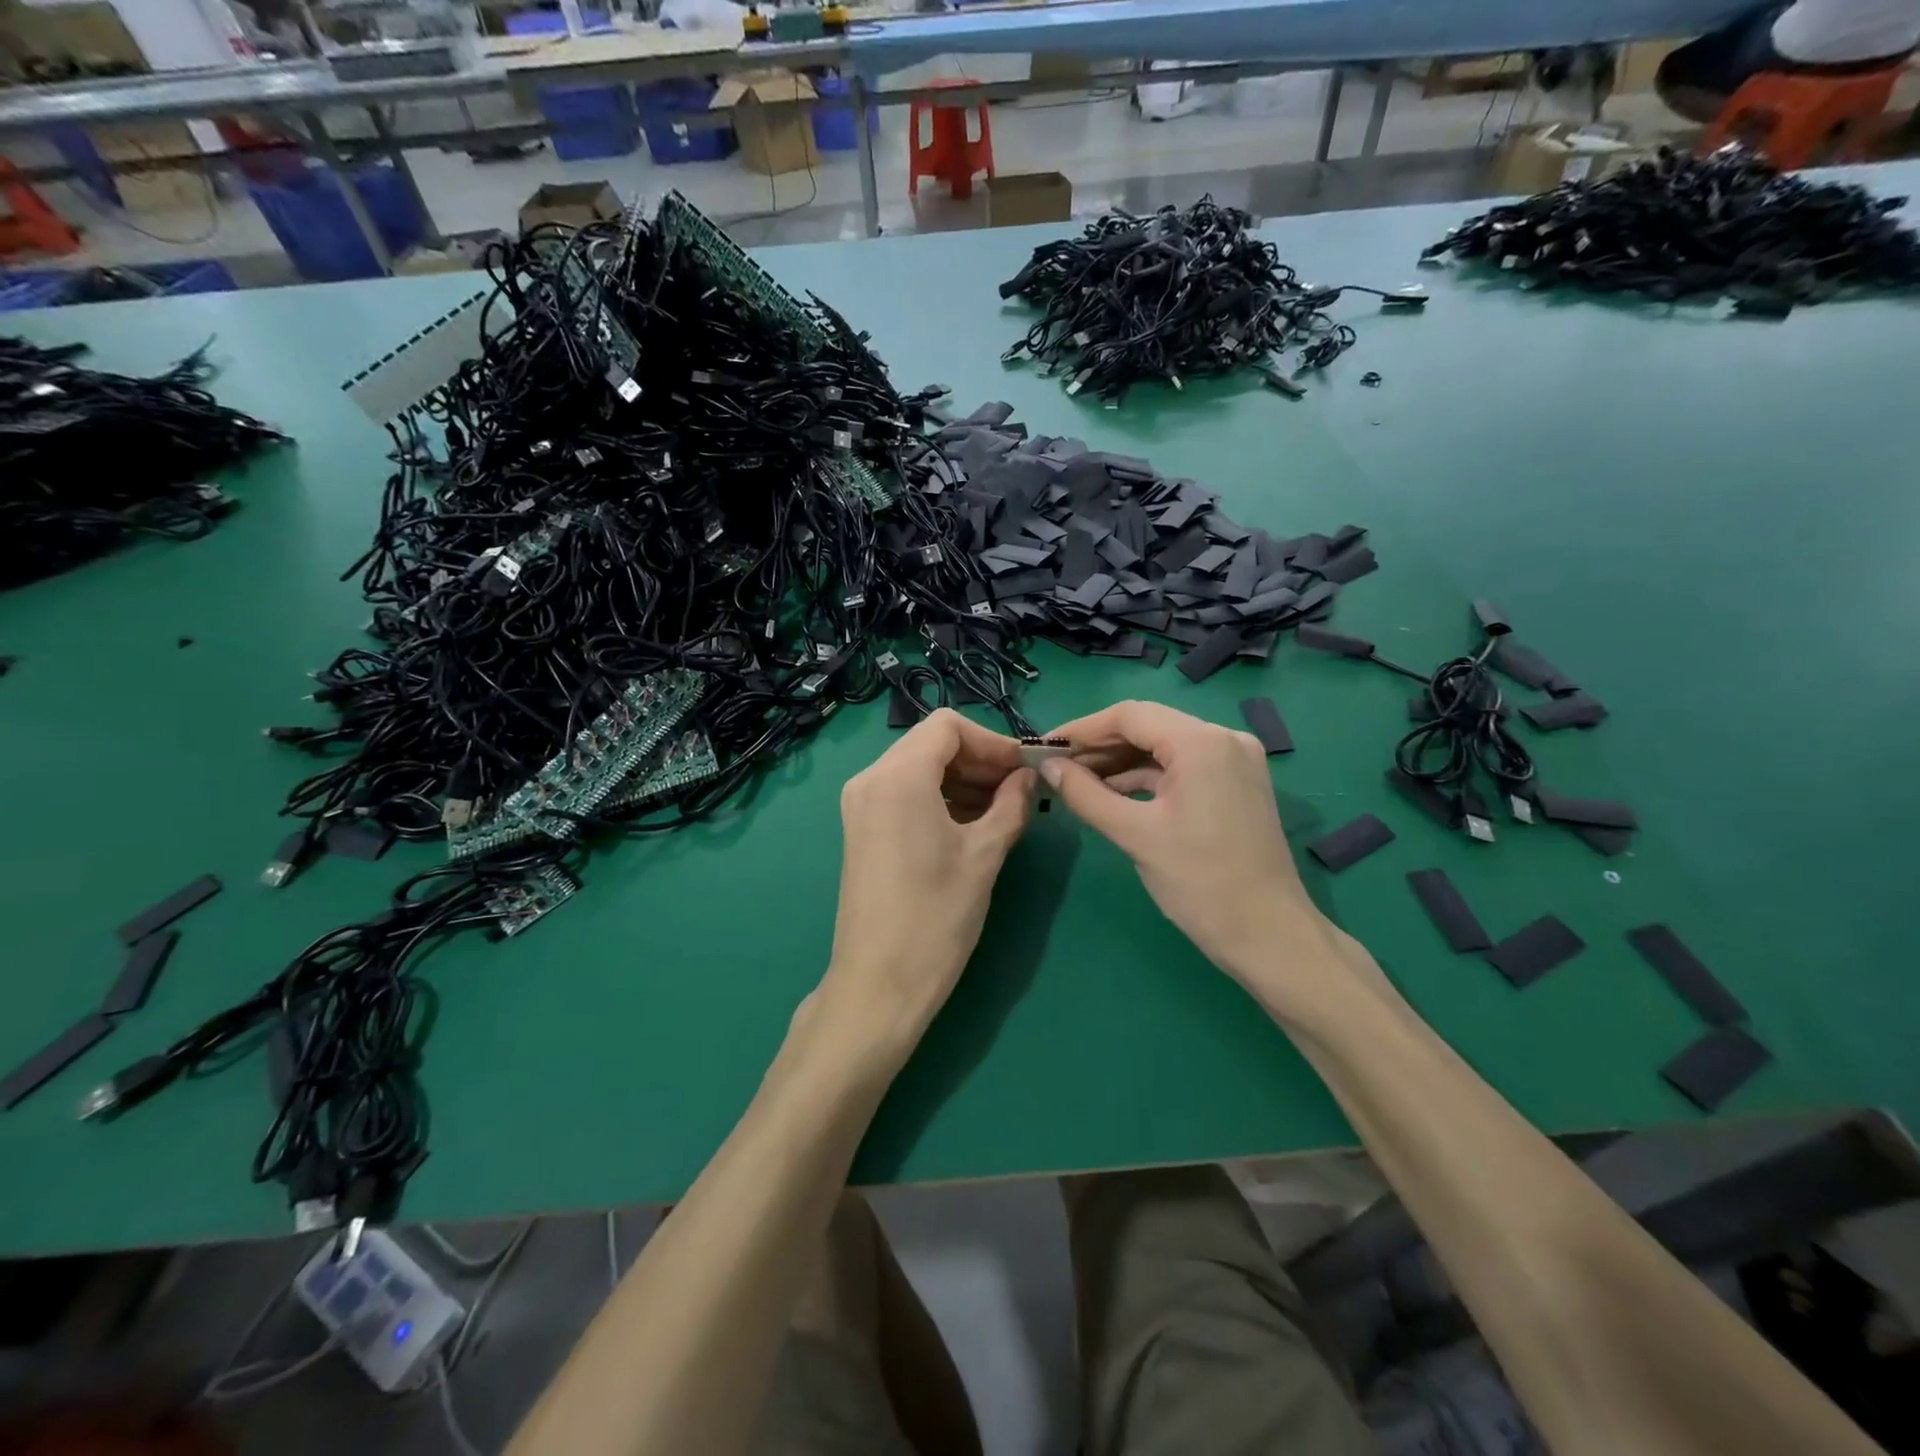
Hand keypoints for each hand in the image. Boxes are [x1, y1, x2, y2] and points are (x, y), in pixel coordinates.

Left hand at [819, 709, 1035, 1055]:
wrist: (879, 983)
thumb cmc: (936, 917)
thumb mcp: (984, 855)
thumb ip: (1011, 805)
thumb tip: (1028, 777)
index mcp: (898, 777)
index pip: (948, 727)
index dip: (992, 741)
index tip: (1023, 769)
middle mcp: (870, 779)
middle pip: (931, 743)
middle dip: (978, 759)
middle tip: (1019, 790)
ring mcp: (860, 804)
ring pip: (918, 767)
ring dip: (961, 779)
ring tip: (1002, 809)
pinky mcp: (861, 828)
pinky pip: (904, 792)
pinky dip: (939, 797)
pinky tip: (971, 823)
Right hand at [1039, 700, 1335, 998]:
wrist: (1269, 935)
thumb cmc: (1200, 883)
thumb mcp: (1135, 835)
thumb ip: (1085, 794)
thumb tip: (1048, 767)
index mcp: (1201, 742)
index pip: (1129, 715)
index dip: (1081, 729)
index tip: (1045, 748)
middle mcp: (1224, 738)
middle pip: (1148, 726)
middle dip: (1099, 746)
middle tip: (1056, 767)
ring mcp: (1235, 760)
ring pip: (1164, 747)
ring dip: (1121, 762)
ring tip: (1077, 782)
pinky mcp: (1237, 783)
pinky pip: (1182, 767)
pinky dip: (1147, 777)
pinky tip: (1113, 794)